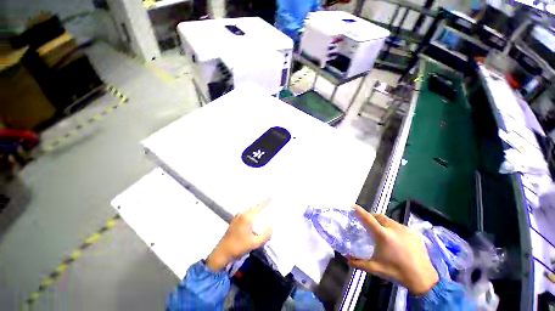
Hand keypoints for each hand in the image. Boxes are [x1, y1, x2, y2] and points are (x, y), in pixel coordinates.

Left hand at [206, 199, 272, 270]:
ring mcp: (237, 217)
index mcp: (247, 217)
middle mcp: (241, 214)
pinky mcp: (234, 221)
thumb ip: (266, 235)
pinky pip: (246, 213)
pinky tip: (254, 217)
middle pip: (254, 207)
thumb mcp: (255, 243)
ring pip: (250, 210)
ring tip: (263, 208)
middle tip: (269, 202)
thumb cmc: (238, 247)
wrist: (221, 253)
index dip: (266, 201)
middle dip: (261, 205)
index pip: (259, 207)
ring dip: (256, 209)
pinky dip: (252, 212)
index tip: (271, 196)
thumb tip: (272, 226)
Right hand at [348, 205, 438, 294]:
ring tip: (381, 232)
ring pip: (389, 220)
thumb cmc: (397, 272)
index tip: (352, 206)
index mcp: (383, 235)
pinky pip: (399, 226)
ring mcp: (405, 229)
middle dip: (371, 216)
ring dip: (382, 222)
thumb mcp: (375, 268)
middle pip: (379, 216)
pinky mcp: (414, 233)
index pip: (368, 218)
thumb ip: (358, 263)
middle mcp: (394, 228)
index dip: (359, 211)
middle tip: (367, 223)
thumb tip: (346, 259)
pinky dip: (393, 228)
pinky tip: (395, 239)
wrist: (423, 278)